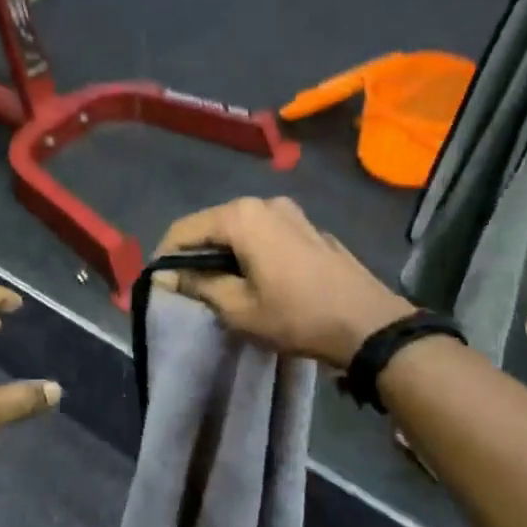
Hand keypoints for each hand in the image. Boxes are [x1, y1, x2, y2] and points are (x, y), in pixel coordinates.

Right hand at [153, 197, 411, 370]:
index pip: (185, 229)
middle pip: (213, 224)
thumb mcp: (239, 308)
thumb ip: (199, 285)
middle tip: (187, 288)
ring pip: (241, 229)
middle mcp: (265, 203)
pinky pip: (266, 234)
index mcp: (242, 216)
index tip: (159, 283)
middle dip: (195, 253)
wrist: (368, 323)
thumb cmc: (296, 316)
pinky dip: (250, 251)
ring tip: (219, 286)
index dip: (166, 255)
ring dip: (223, 253)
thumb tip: (167, 274)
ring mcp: (292, 213)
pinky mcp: (309, 228)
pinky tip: (256, 278)